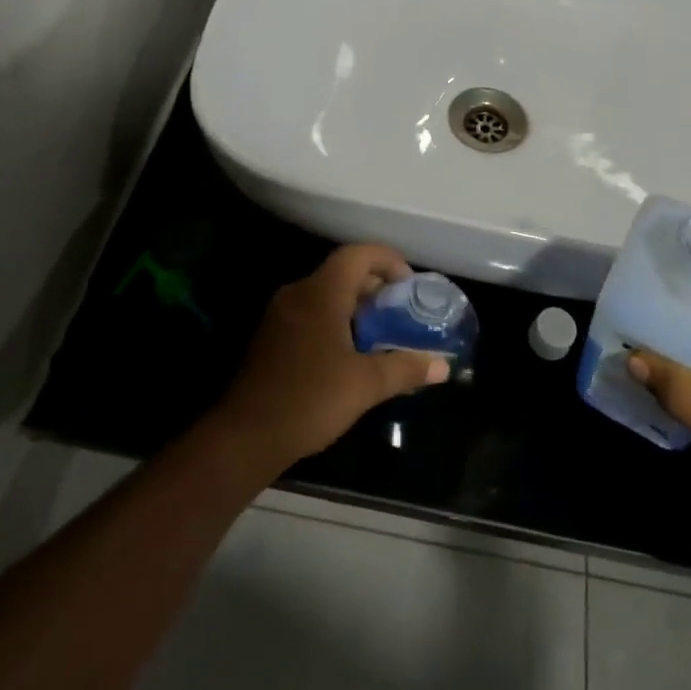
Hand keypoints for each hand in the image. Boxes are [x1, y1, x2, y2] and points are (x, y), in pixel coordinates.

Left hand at [211, 245, 450, 469]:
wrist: (246, 435)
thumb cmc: (310, 399)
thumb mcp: (365, 385)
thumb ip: (405, 369)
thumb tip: (444, 366)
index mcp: (321, 292)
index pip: (357, 254)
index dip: (388, 259)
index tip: (410, 283)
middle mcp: (299, 292)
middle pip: (342, 271)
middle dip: (375, 285)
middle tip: (402, 310)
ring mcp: (281, 313)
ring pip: (326, 292)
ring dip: (356, 304)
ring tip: (382, 331)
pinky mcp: (272, 336)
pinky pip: (311, 311)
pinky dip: (336, 319)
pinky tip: (350, 351)